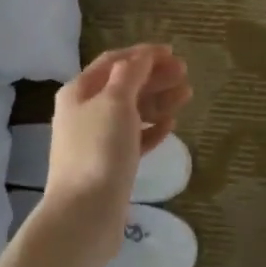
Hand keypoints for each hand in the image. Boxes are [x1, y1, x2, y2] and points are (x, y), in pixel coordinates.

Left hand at [32, 45, 190, 266]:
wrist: (84, 214)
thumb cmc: (99, 150)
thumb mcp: (115, 102)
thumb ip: (130, 74)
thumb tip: (140, 56)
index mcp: (79, 92)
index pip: (113, 62)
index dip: (142, 54)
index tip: (172, 52)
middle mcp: (84, 112)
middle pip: (123, 86)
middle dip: (154, 77)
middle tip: (185, 73)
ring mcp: (96, 141)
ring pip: (131, 112)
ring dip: (158, 101)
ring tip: (186, 95)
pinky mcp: (109, 166)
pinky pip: (133, 139)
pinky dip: (151, 129)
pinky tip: (170, 126)